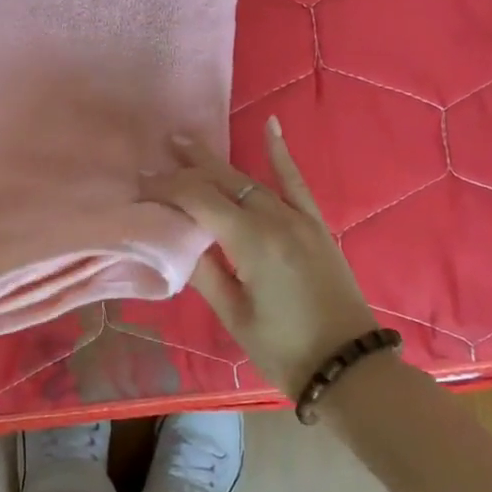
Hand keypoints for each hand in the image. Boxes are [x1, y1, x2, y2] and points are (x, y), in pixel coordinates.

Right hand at [142, 119, 378, 398]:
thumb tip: (177, 242)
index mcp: (252, 243)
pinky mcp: (316, 225)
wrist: (349, 367)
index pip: (200, 200)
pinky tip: (271, 125)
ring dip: (218, 162)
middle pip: (223, 183)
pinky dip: (281, 154)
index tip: (142, 182)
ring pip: (250, 180)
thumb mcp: (235, 315)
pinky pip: (295, 182)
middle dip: (189, 166)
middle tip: (159, 151)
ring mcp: (299, 219)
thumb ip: (205, 273)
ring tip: (188, 143)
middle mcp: (275, 220)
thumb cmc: (285, 349)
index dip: (169, 188)